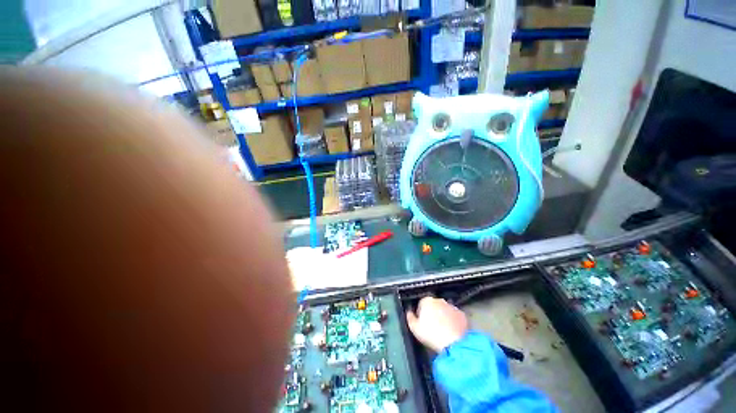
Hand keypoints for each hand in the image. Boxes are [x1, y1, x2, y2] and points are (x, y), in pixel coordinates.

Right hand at [406, 297, 468, 351]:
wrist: (454, 344)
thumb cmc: (431, 335)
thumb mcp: (414, 328)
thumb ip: (410, 317)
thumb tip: (409, 312)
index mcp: (426, 301)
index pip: (421, 304)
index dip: (420, 314)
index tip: (422, 323)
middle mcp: (439, 300)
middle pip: (433, 306)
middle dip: (433, 314)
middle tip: (432, 327)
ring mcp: (452, 306)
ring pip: (445, 310)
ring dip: (443, 317)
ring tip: (443, 331)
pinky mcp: (461, 314)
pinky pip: (455, 316)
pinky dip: (453, 321)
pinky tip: (452, 331)